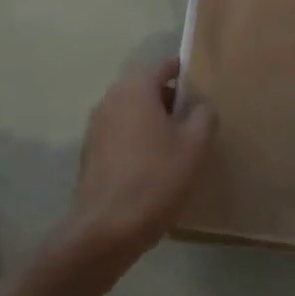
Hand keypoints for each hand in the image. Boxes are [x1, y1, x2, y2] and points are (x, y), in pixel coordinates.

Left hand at [64, 58, 215, 263]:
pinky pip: (121, 136)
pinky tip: (154, 168)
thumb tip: (201, 106)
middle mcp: (110, 99)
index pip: (164, 65)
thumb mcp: (195, 145)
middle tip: (196, 121)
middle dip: (172, 101)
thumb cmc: (156, 178)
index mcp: (135, 88)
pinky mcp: (90, 154)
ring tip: (178, 147)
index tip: (204, 88)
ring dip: (154, 123)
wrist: (106, 230)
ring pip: (133, 114)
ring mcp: (96, 127)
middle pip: (147, 89)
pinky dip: (138, 143)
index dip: (186, 72)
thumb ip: (204, 116)